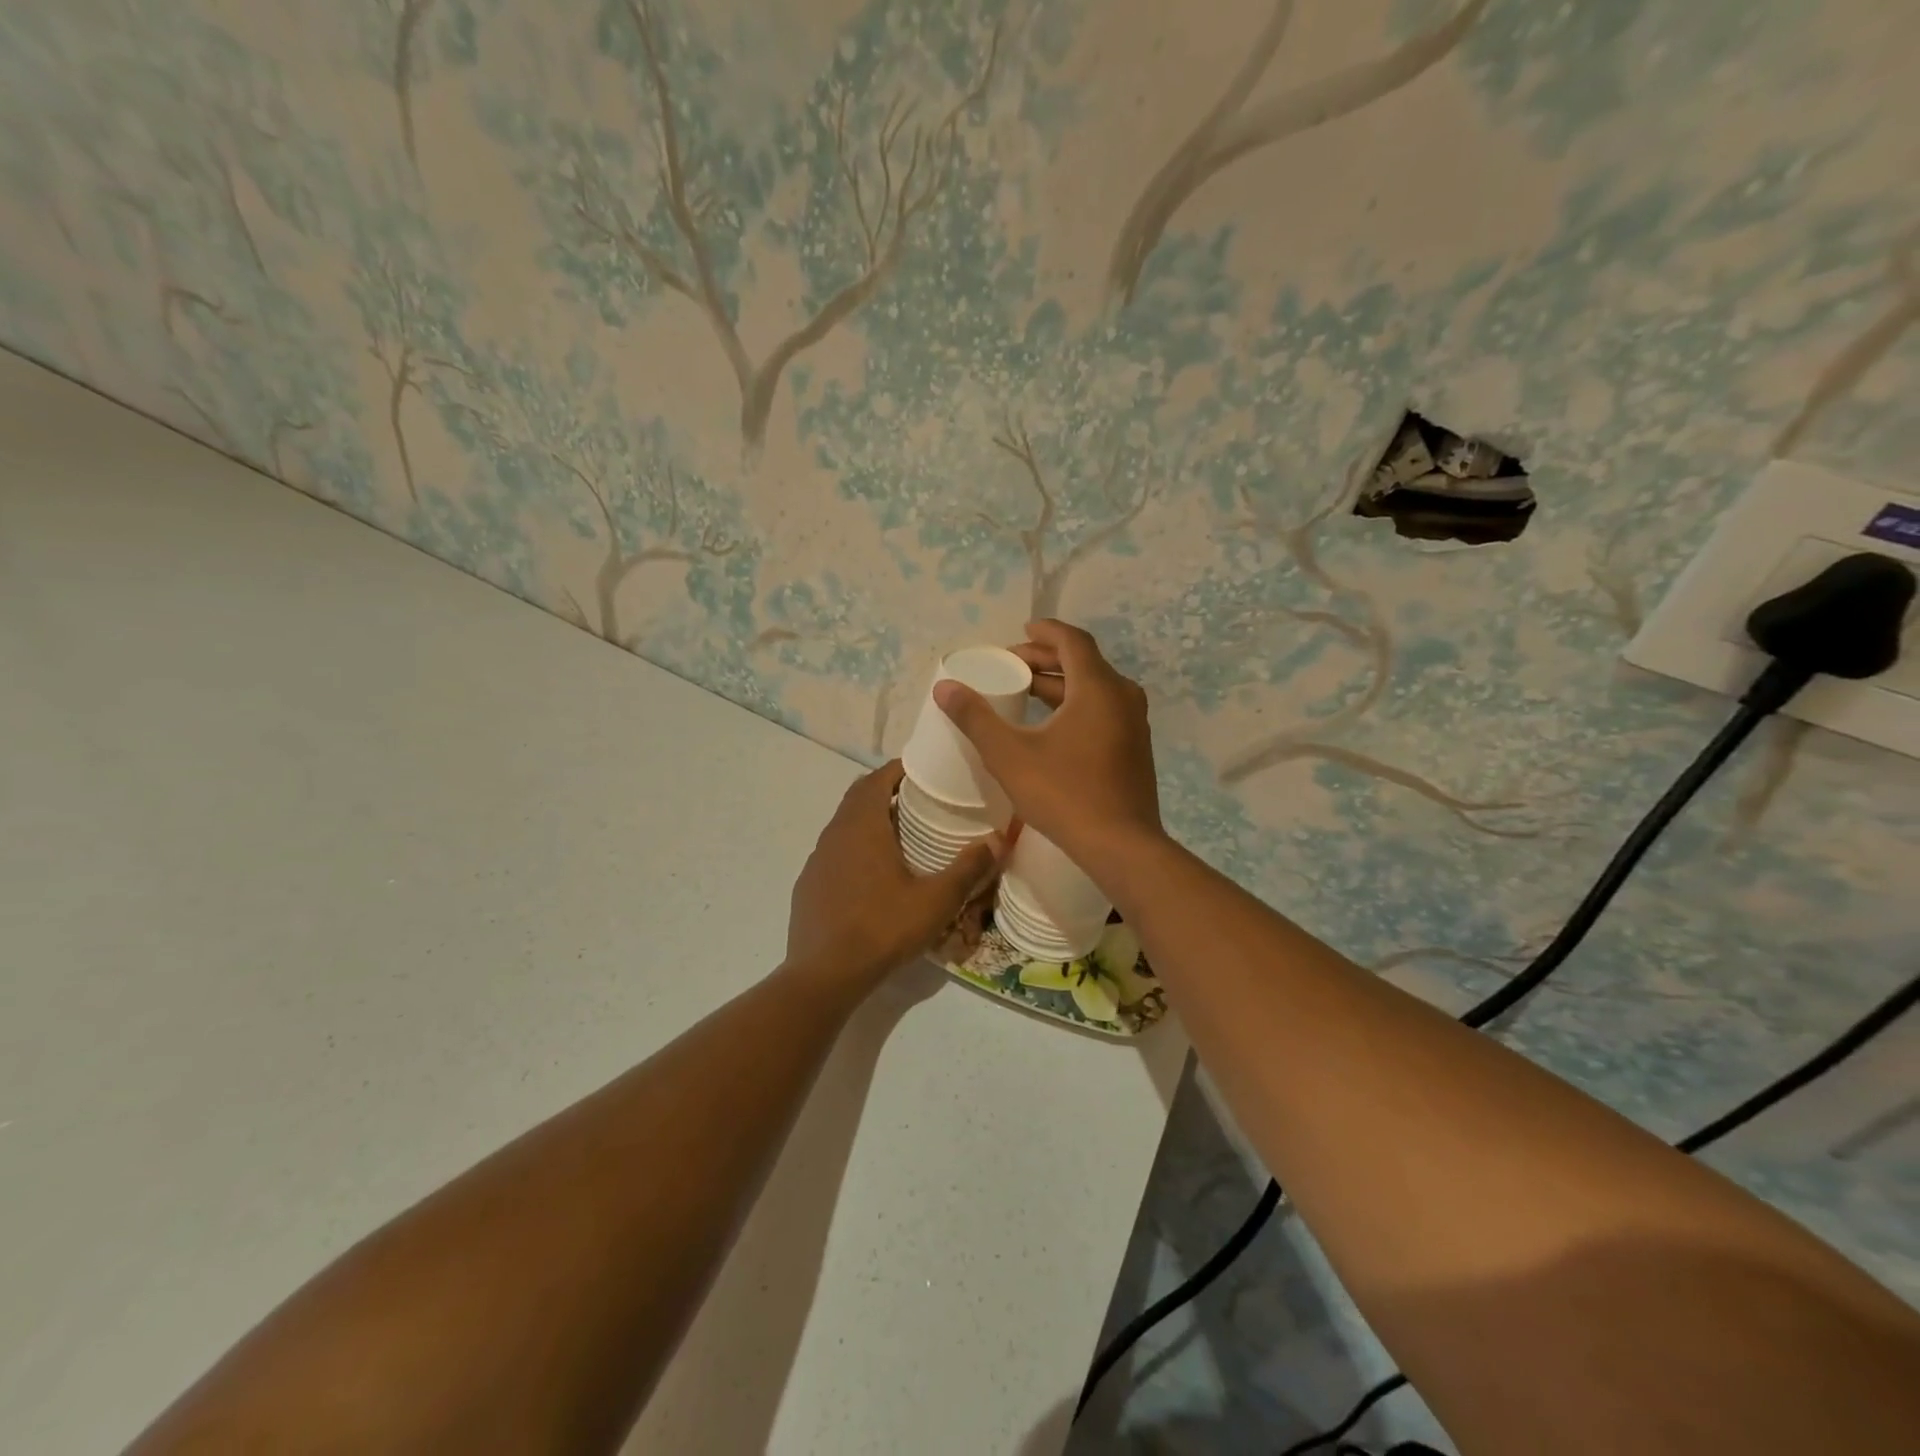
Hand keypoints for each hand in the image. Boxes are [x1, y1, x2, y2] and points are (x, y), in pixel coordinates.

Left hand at [785, 761, 1004, 992]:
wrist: (824, 976)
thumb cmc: (882, 929)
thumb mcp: (936, 901)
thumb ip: (968, 868)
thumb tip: (999, 839)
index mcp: (862, 826)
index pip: (877, 778)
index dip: (900, 769)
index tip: (925, 770)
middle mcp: (835, 834)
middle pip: (859, 797)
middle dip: (886, 791)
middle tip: (919, 799)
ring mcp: (817, 860)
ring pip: (844, 825)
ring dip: (870, 820)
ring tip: (900, 835)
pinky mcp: (808, 885)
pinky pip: (834, 853)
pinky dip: (854, 849)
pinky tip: (872, 876)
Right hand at [933, 620, 1163, 876]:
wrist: (1121, 846)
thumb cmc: (1064, 794)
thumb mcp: (1010, 755)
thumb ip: (976, 719)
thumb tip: (945, 688)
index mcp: (1097, 688)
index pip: (1072, 641)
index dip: (1045, 632)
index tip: (1020, 631)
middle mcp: (1123, 697)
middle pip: (1083, 663)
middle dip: (1046, 659)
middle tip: (1012, 665)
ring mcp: (1134, 724)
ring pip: (1094, 688)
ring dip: (1060, 684)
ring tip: (1025, 691)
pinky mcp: (1135, 748)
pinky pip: (1104, 710)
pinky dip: (1077, 704)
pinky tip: (1052, 726)